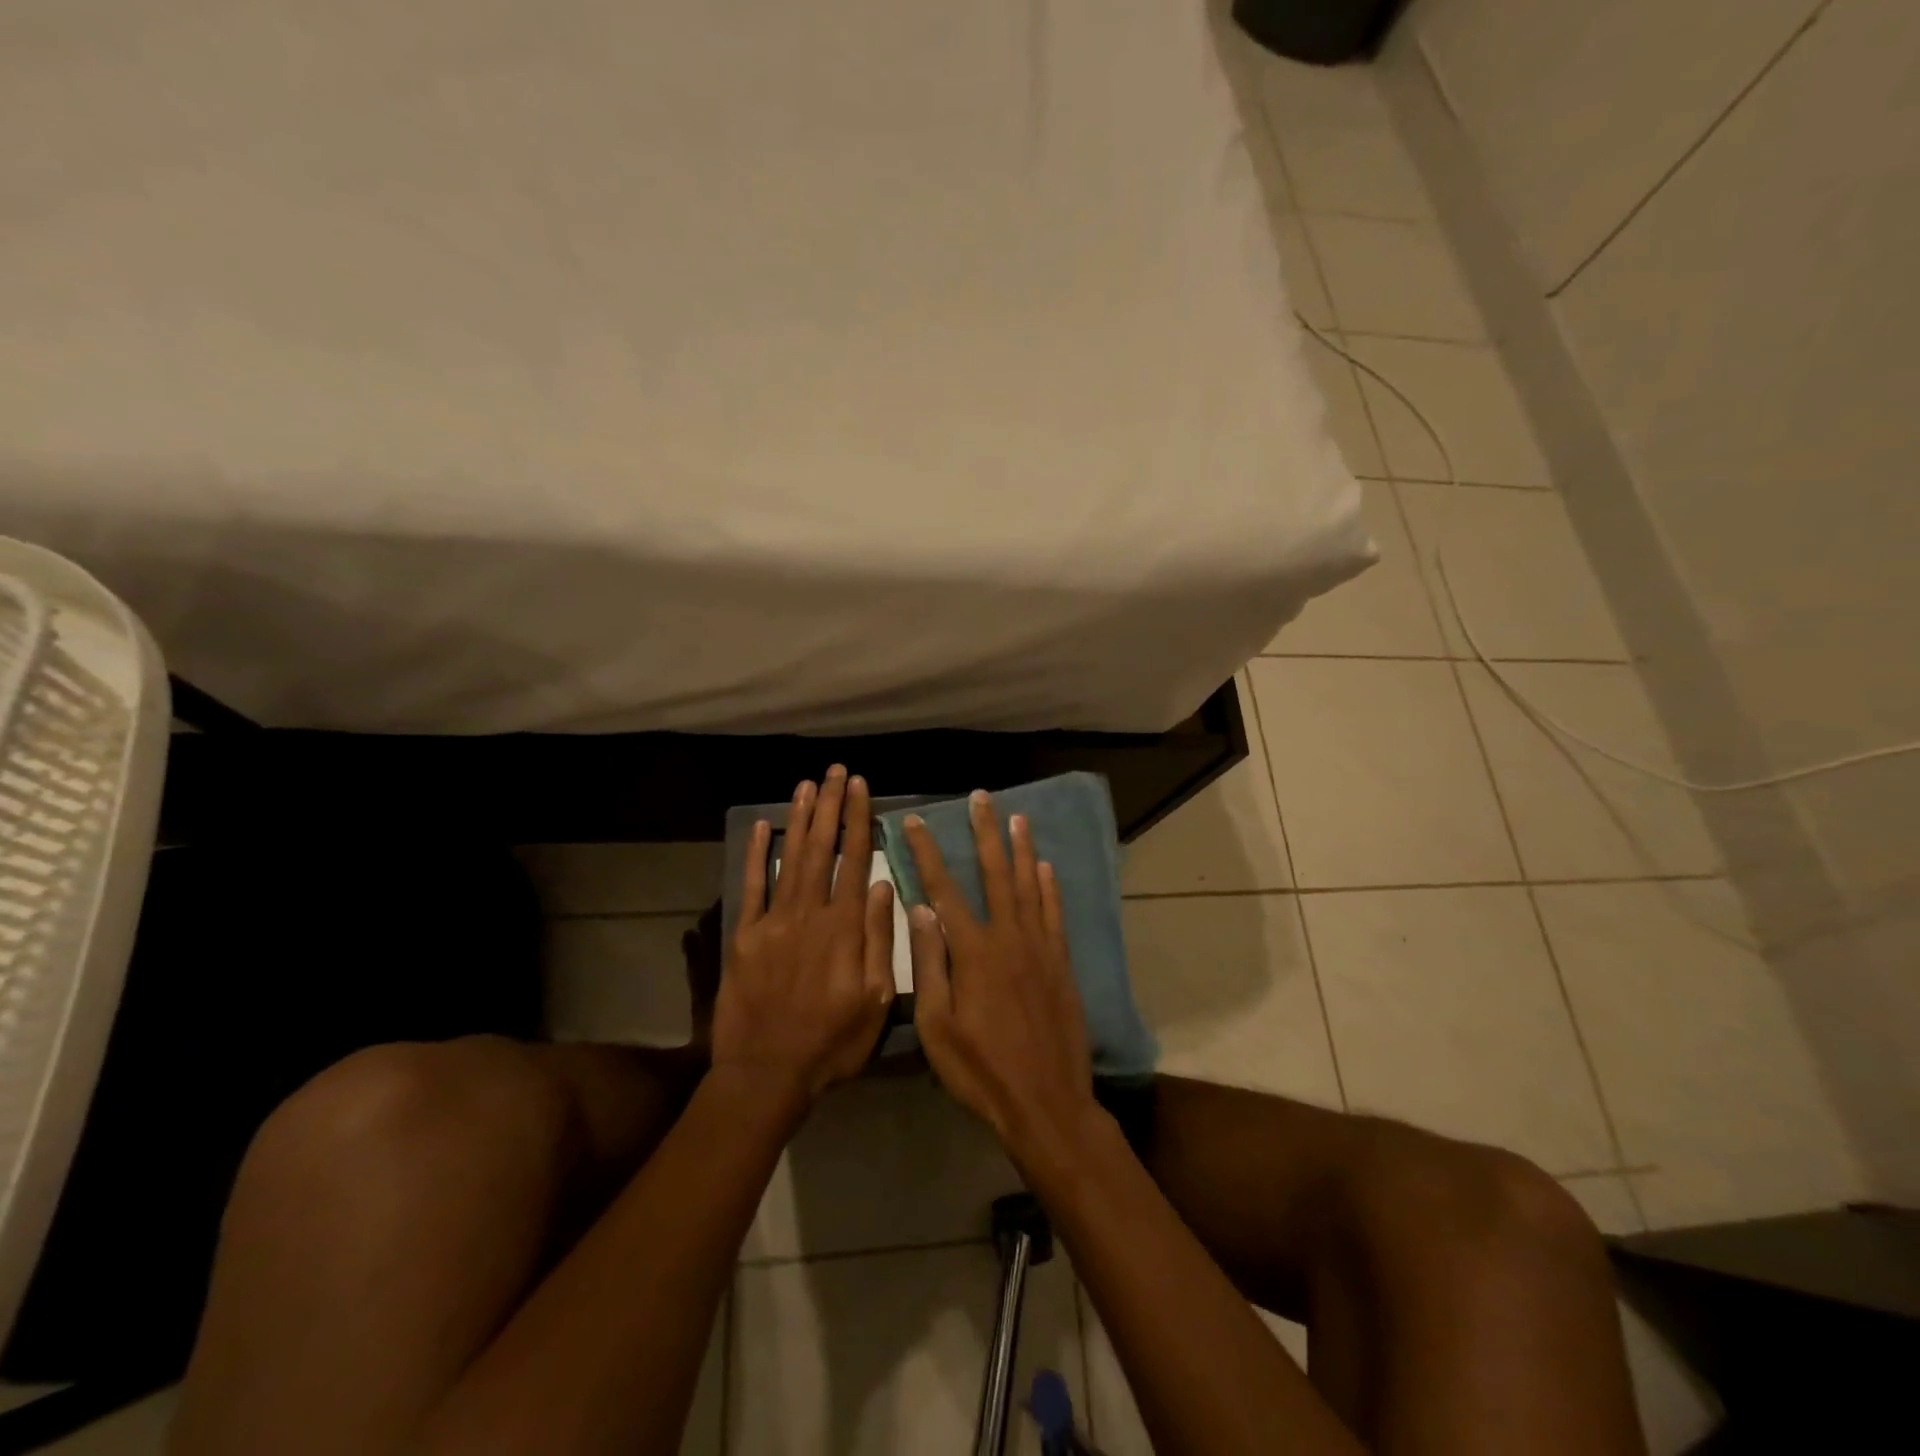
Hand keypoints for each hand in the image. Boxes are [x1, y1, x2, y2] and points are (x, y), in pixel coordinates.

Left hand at [717, 767, 895, 1105]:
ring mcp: (773, 922)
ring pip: (789, 858)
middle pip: (821, 849)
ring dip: (799, 819)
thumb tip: (886, 886)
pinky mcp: (744, 936)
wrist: (766, 1073)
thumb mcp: (876, 1000)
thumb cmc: (832, 1042)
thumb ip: (880, 940)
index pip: (855, 860)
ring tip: (807, 785)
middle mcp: (809, 913)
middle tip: (835, 772)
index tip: (860, 787)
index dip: (858, 820)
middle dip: (829, 807)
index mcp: (844, 927)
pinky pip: (751, 887)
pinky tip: (761, 827)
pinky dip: (756, 855)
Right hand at [903, 792, 1098, 1168]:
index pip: (943, 889)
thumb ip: (929, 964)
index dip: (927, 852)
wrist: (1047, 1102)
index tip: (916, 822)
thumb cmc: (981, 1071)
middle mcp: (1009, 938)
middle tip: (981, 798)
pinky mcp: (1061, 964)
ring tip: (1017, 817)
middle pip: (995, 874)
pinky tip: (1045, 867)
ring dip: (1021, 849)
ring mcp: (1040, 948)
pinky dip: (1050, 887)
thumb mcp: (937, 1027)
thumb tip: (921, 910)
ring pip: (1029, 886)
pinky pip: (1054, 914)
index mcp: (973, 952)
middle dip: (985, 833)